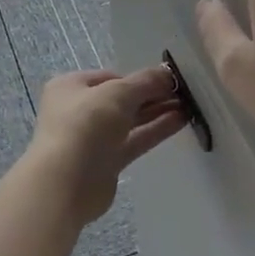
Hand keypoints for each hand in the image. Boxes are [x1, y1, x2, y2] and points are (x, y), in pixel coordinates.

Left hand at [23, 66, 186, 222]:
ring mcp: (92, 138)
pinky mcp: (105, 162)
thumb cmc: (85, 125)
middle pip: (121, 99)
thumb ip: (145, 81)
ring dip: (156, 112)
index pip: (110, 77)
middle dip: (151, 95)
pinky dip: (154, 130)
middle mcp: (79, 110)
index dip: (138, 78)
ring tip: (188, 106)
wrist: (66, 182)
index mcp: (71, 87)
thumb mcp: (117, 93)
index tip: (166, 80)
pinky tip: (179, 121)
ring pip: (129, 121)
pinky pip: (133, 141)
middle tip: (183, 93)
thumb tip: (167, 73)